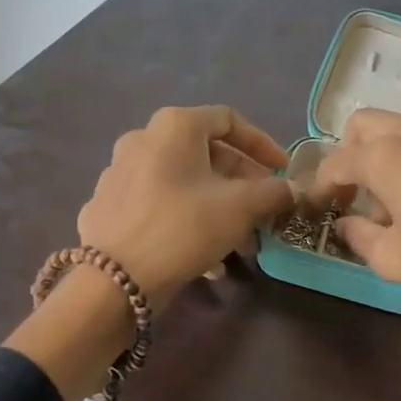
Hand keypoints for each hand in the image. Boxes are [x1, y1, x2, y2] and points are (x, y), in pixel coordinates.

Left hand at [76, 105, 295, 305]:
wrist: (114, 279)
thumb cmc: (184, 227)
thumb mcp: (242, 207)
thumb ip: (274, 193)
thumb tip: (292, 190)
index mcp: (174, 127)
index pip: (228, 120)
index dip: (262, 144)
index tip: (283, 172)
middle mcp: (143, 140)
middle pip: (206, 154)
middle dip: (242, 184)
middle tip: (264, 210)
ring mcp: (119, 173)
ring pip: (184, 183)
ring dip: (219, 207)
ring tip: (242, 244)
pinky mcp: (108, 207)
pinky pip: (160, 206)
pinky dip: (189, 221)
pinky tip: (208, 259)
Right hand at [310, 111, 400, 373]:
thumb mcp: (393, 260)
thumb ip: (358, 236)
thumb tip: (347, 223)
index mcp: (388, 155)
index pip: (337, 162)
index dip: (320, 185)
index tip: (317, 206)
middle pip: (365, 125)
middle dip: (350, 154)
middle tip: (355, 195)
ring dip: (387, 156)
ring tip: (398, 204)